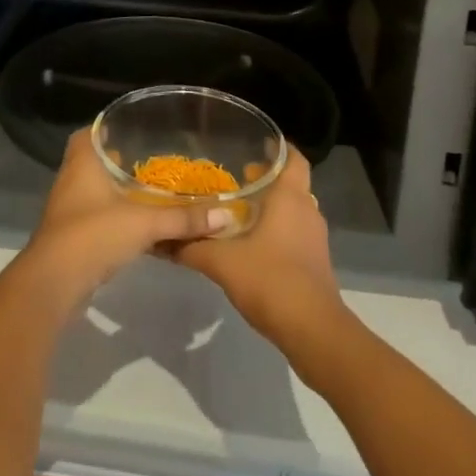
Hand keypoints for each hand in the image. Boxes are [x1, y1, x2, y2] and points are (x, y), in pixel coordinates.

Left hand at [22, 129, 236, 306]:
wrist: (54, 283)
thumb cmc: (94, 234)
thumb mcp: (144, 224)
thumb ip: (183, 219)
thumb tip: (225, 215)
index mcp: (83, 162)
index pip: (89, 132)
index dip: (105, 128)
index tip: (130, 128)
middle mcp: (71, 179)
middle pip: (92, 160)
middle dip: (115, 160)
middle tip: (146, 158)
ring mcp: (68, 209)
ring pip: (92, 189)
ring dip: (114, 189)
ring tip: (146, 189)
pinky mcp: (70, 236)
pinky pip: (94, 215)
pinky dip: (112, 215)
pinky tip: (134, 224)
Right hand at [170, 148, 346, 349]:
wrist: (313, 331)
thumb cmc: (271, 281)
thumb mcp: (222, 262)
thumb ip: (191, 247)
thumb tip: (161, 239)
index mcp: (290, 198)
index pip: (293, 158)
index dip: (278, 148)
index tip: (257, 143)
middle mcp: (306, 210)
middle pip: (291, 183)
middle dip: (267, 178)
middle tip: (239, 177)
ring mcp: (314, 238)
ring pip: (293, 209)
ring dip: (272, 205)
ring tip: (240, 210)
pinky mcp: (314, 262)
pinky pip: (295, 232)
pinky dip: (277, 229)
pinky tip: (252, 243)